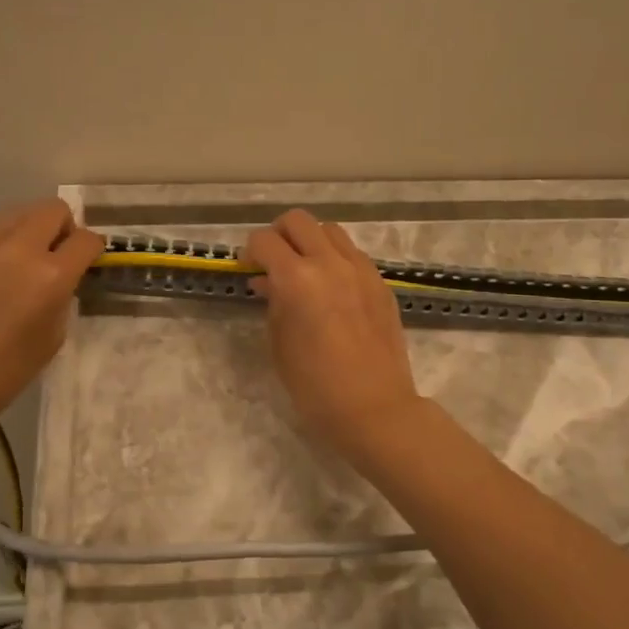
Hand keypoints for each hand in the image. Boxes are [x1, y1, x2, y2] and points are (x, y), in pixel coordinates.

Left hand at [0, 199, 103, 425]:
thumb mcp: (52, 337)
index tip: (87, 262)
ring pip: (22, 210)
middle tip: (57, 256)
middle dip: (64, 228)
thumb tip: (62, 277)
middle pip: (55, 209)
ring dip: (33, 228)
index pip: (86, 240)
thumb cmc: (3, 370)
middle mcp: (20, 247)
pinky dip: (4, 235)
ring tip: (23, 259)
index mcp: (51, 275)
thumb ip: (63, 296)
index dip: (92, 250)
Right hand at [244, 209, 421, 460]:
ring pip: (329, 230)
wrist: (374, 408)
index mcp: (297, 279)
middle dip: (279, 235)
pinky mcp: (380, 283)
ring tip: (305, 271)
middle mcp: (330, 263)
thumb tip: (267, 281)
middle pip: (298, 220)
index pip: (264, 241)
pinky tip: (332, 289)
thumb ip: (273, 303)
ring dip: (311, 242)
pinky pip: (352, 254)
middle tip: (273, 262)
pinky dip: (335, 259)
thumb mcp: (280, 343)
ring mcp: (360, 270)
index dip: (250, 251)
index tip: (248, 269)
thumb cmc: (315, 386)